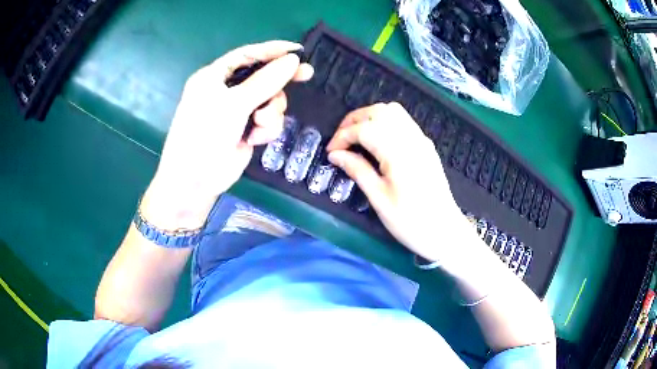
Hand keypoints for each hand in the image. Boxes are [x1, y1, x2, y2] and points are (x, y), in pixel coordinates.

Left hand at [142, 40, 313, 230]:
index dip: (272, 50)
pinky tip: (256, 139)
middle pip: (262, 76)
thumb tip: (293, 60)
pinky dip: (266, 128)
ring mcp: (237, 111)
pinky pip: (268, 121)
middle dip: (279, 82)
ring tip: (260, 124)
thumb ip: (265, 81)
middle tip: (306, 75)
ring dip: (271, 112)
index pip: (247, 55)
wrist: (195, 181)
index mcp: (215, 76)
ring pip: (269, 100)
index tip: (298, 50)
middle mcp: (226, 91)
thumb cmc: (204, 135)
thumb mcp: (234, 104)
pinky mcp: (246, 129)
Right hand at [326, 103, 470, 263]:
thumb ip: (357, 170)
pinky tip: (377, 139)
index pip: (364, 129)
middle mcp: (411, 138)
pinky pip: (403, 120)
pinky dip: (384, 121)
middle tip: (340, 140)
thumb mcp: (379, 199)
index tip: (330, 152)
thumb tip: (335, 155)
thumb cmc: (410, 221)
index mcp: (398, 152)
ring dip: (369, 117)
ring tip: (355, 136)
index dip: (342, 136)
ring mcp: (421, 139)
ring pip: (392, 111)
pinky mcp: (426, 145)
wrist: (444, 231)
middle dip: (354, 120)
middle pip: (378, 111)